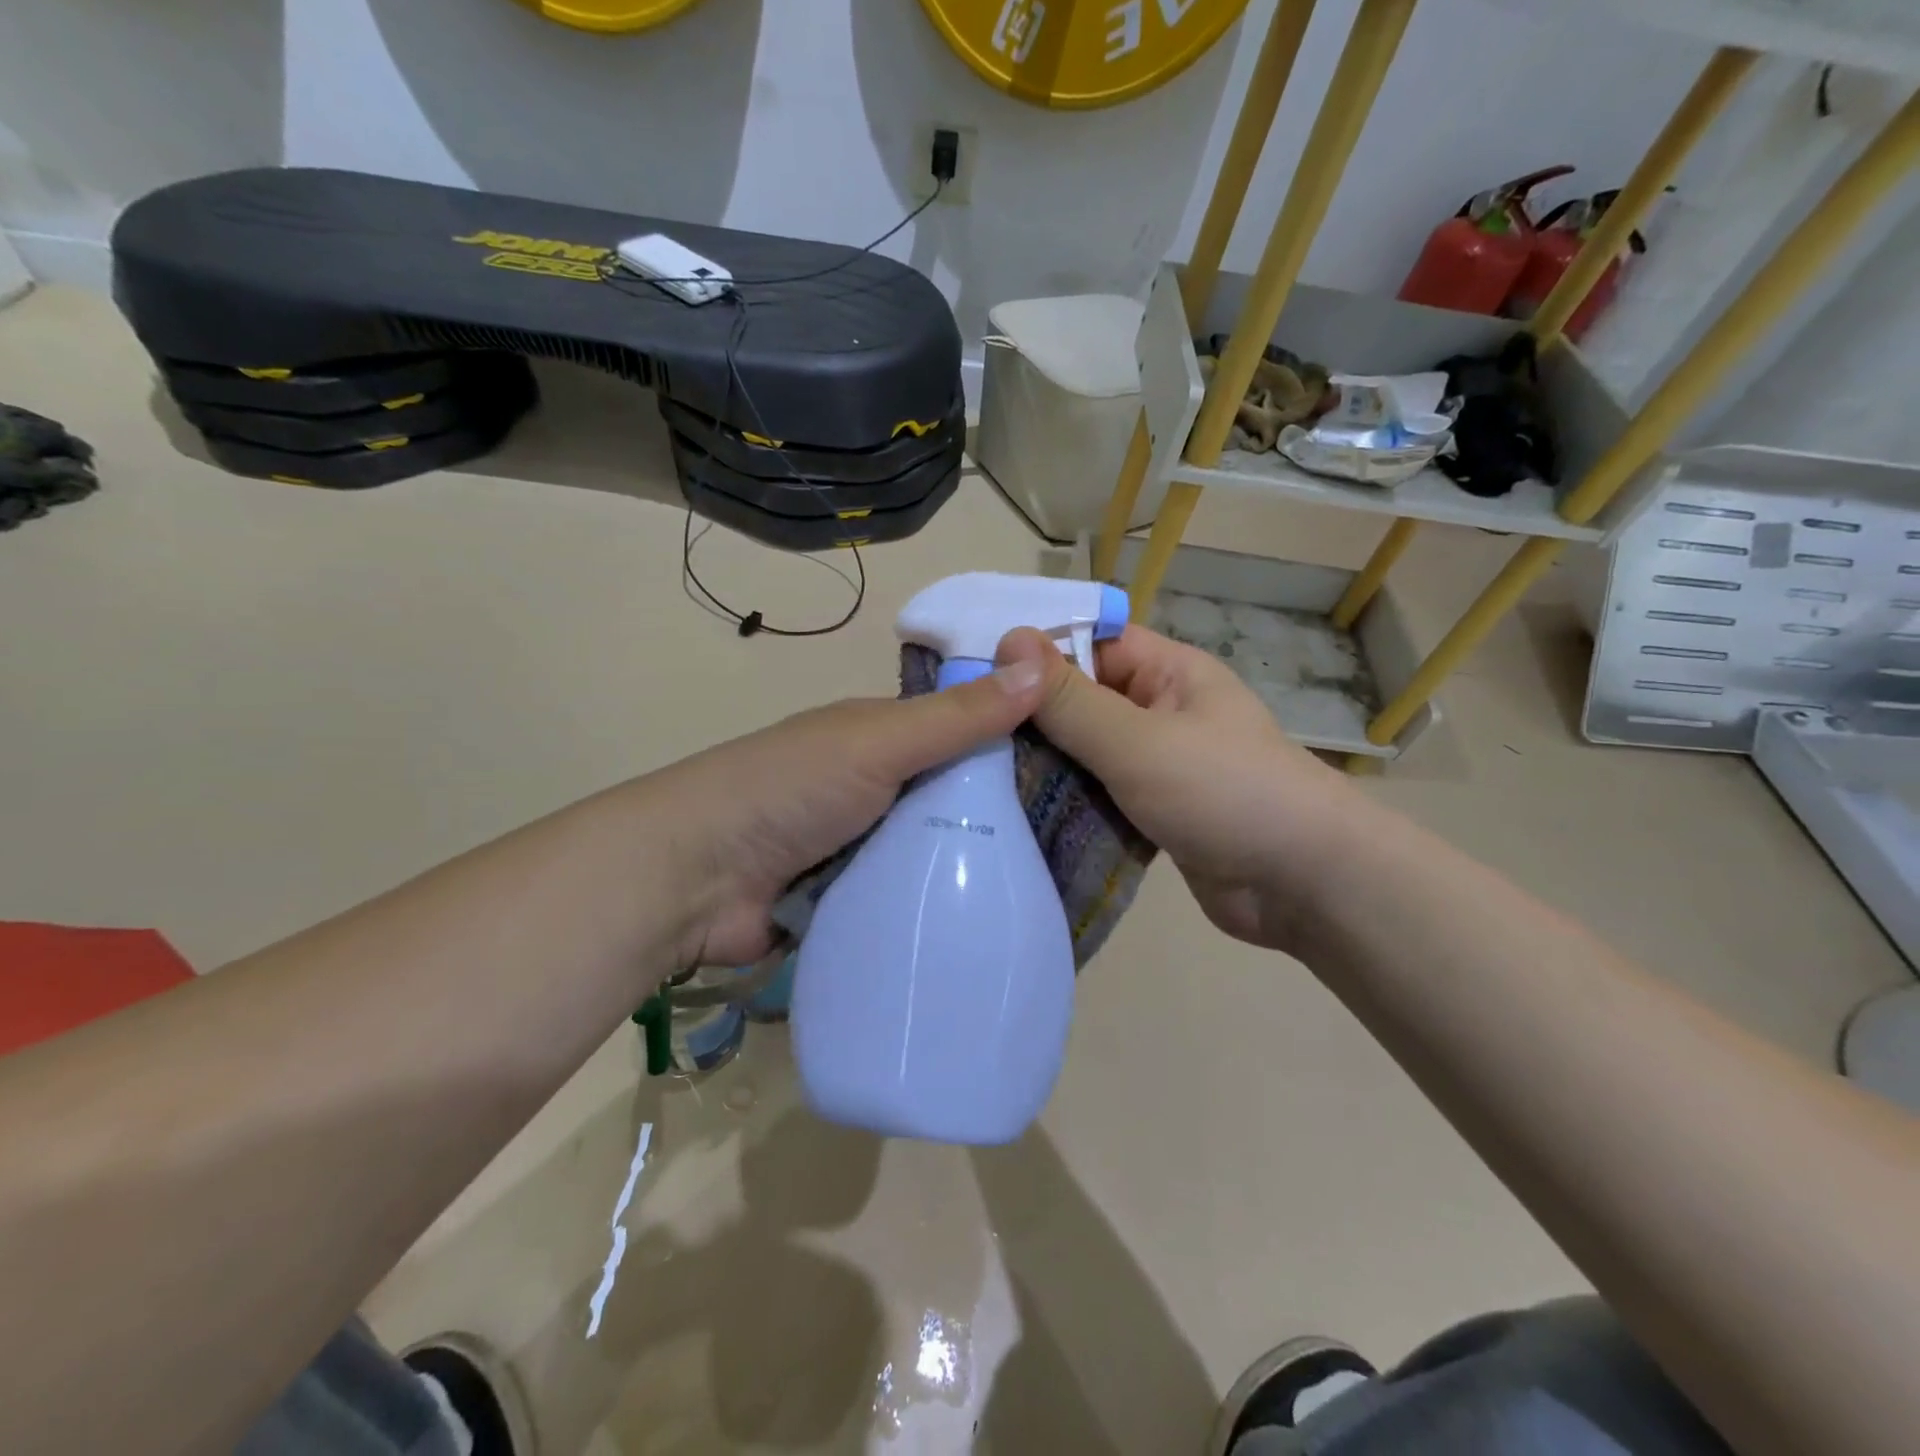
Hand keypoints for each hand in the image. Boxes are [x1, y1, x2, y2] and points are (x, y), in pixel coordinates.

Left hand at [644, 659, 1046, 968]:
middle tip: (1089, 839)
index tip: (1086, 763)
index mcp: (884, 736)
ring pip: (940, 849)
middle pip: (958, 795)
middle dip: (1008, 813)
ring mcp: (867, 844)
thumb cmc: (789, 789)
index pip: (968, 729)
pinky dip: (945, 904)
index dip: (1020, 738)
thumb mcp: (880, 742)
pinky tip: (1001, 919)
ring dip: (978, 864)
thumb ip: (958, 715)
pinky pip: (914, 896)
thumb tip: (1042, 660)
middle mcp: (880, 785)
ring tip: (1060, 888)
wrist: (695, 880)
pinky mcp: (857, 899)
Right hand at [995, 624, 1359, 952]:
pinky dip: (1064, 801)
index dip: (1033, 651)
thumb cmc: (1225, 793)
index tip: (968, 669)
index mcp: (1166, 673)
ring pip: (1083, 752)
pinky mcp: (1150, 812)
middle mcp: (1158, 711)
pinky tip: (1012, 811)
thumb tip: (1008, 639)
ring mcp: (1154, 764)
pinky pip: (1096, 795)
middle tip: (960, 731)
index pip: (1088, 642)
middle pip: (1079, 699)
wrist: (1305, 885)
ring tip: (970, 772)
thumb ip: (1070, 699)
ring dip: (1041, 763)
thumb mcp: (1138, 740)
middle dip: (1028, 715)